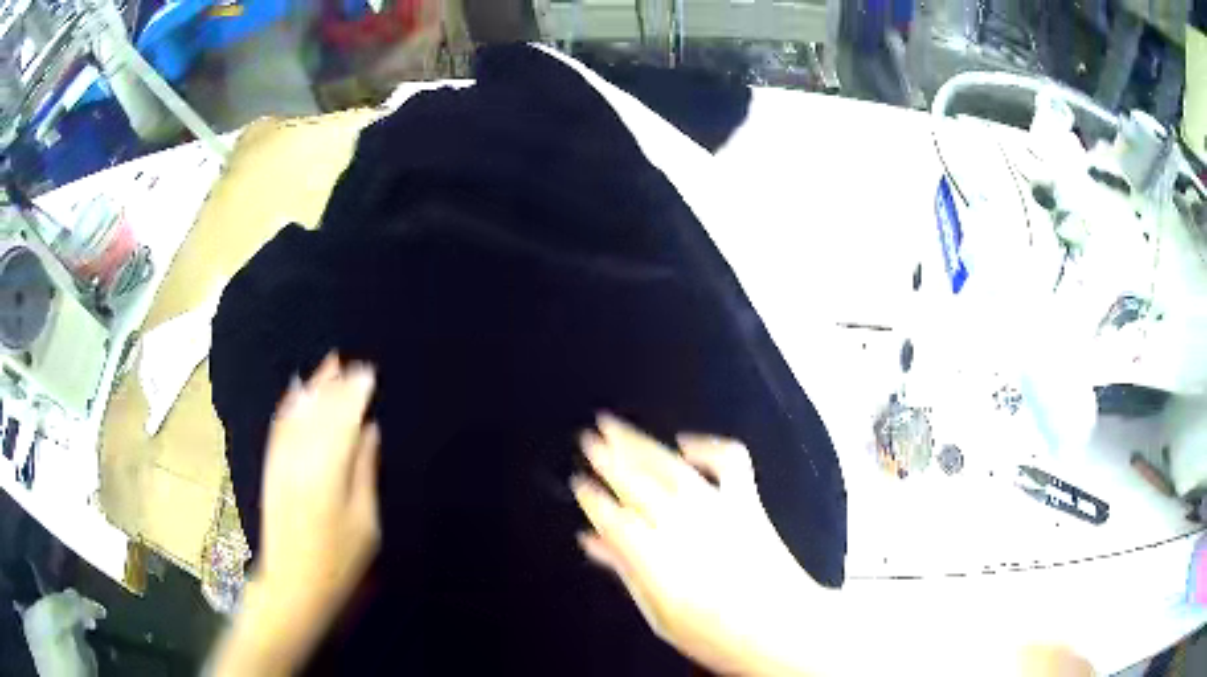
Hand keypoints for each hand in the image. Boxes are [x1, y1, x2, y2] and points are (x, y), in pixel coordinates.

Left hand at [212, 353, 381, 676]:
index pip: (344, 419)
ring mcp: (281, 460)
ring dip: (314, 387)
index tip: (369, 373)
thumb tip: (370, 430)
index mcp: (328, 471)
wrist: (293, 582)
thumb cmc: (339, 561)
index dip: (356, 393)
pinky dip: (290, 405)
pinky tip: (297, 391)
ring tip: (329, 365)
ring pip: (299, 413)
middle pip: (320, 411)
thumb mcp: (365, 521)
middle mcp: (300, 457)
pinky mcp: (271, 467)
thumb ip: (365, 471)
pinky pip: (280, 427)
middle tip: (354, 363)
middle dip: (337, 384)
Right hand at [572, 414, 829, 675]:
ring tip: (614, 426)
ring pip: (671, 468)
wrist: (783, 630)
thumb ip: (625, 571)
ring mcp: (718, 509)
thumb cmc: (715, 634)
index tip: (579, 484)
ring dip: (640, 444)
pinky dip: (707, 447)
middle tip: (588, 439)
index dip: (593, 499)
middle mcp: (684, 526)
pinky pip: (729, 462)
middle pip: (638, 484)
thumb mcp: (659, 615)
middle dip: (609, 459)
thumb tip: (592, 542)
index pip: (614, 518)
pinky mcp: (747, 503)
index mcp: (657, 558)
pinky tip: (686, 443)